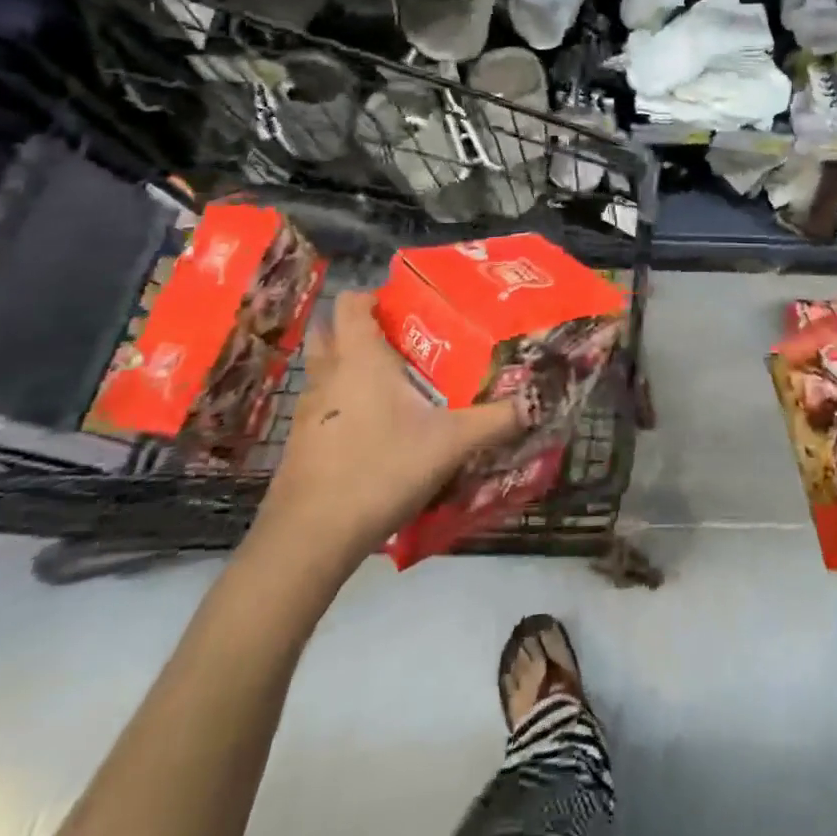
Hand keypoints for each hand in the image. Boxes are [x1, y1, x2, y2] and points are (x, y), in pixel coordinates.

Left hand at [250, 289, 520, 579]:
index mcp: (359, 357)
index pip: (352, 302)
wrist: (309, 538)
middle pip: (329, 330)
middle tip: (401, 341)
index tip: (408, 308)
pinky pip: (323, 407)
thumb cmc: (380, 469)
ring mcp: (307, 411)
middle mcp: (327, 374)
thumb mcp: (451, 443)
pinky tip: (374, 430)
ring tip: (393, 384)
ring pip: (324, 370)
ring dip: (349, 367)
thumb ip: (496, 419)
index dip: (375, 296)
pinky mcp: (300, 444)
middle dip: (359, 328)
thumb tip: (537, 401)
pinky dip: (343, 405)